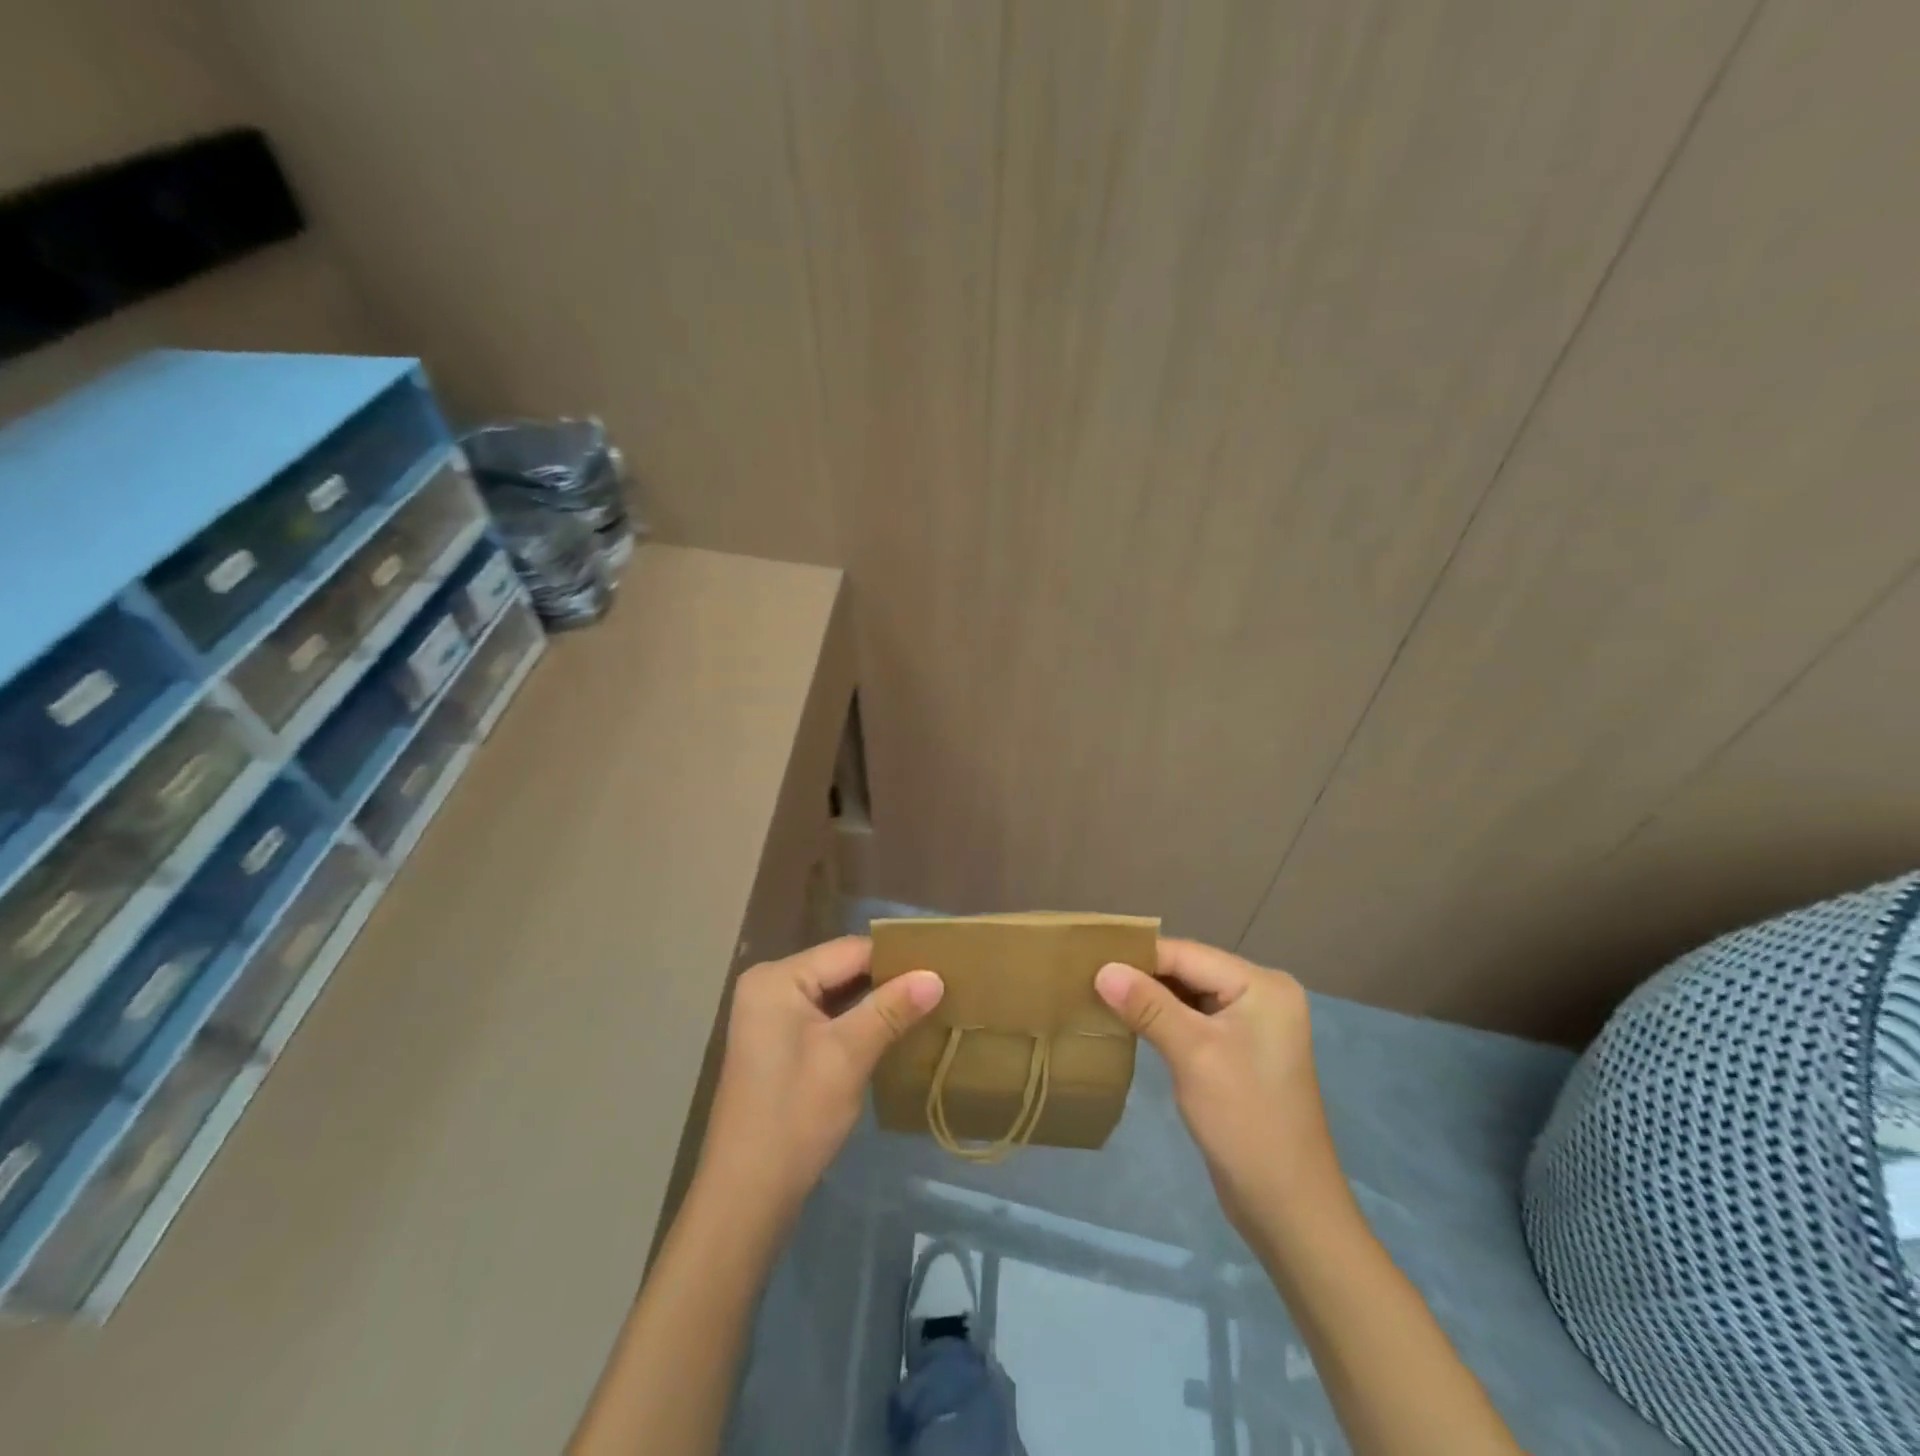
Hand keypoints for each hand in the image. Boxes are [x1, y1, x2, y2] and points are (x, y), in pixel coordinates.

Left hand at [696, 937, 943, 1219]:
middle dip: (888, 979)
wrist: (747, 1196)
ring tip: (927, 1002)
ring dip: (876, 1000)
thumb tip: (936, 975)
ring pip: (836, 993)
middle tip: (941, 984)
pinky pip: (825, 1015)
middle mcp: (769, 984)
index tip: (943, 965)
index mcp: (777, 978)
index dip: (897, 958)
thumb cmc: (795, 1117)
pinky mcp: (777, 1041)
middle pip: (841, 968)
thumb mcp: (848, 1056)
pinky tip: (893, 1028)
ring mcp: (770, 1014)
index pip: (849, 951)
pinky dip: (857, 1020)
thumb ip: (891, 1009)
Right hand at [1096, 939, 1343, 1234]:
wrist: (1288, 1207)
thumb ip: (1147, 1005)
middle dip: (1140, 975)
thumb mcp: (1192, 1054)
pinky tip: (1129, 1022)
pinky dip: (1162, 1019)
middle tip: (1087, 977)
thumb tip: (1102, 969)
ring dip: (1148, 998)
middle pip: (1188, 970)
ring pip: (1188, 995)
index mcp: (1262, 985)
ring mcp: (1252, 1024)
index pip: (1187, 954)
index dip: (1137, 956)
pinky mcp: (1239, 1050)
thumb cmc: (1245, 1121)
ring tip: (1098, 995)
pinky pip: (1193, 1019)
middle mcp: (1261, 994)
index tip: (1087, 959)